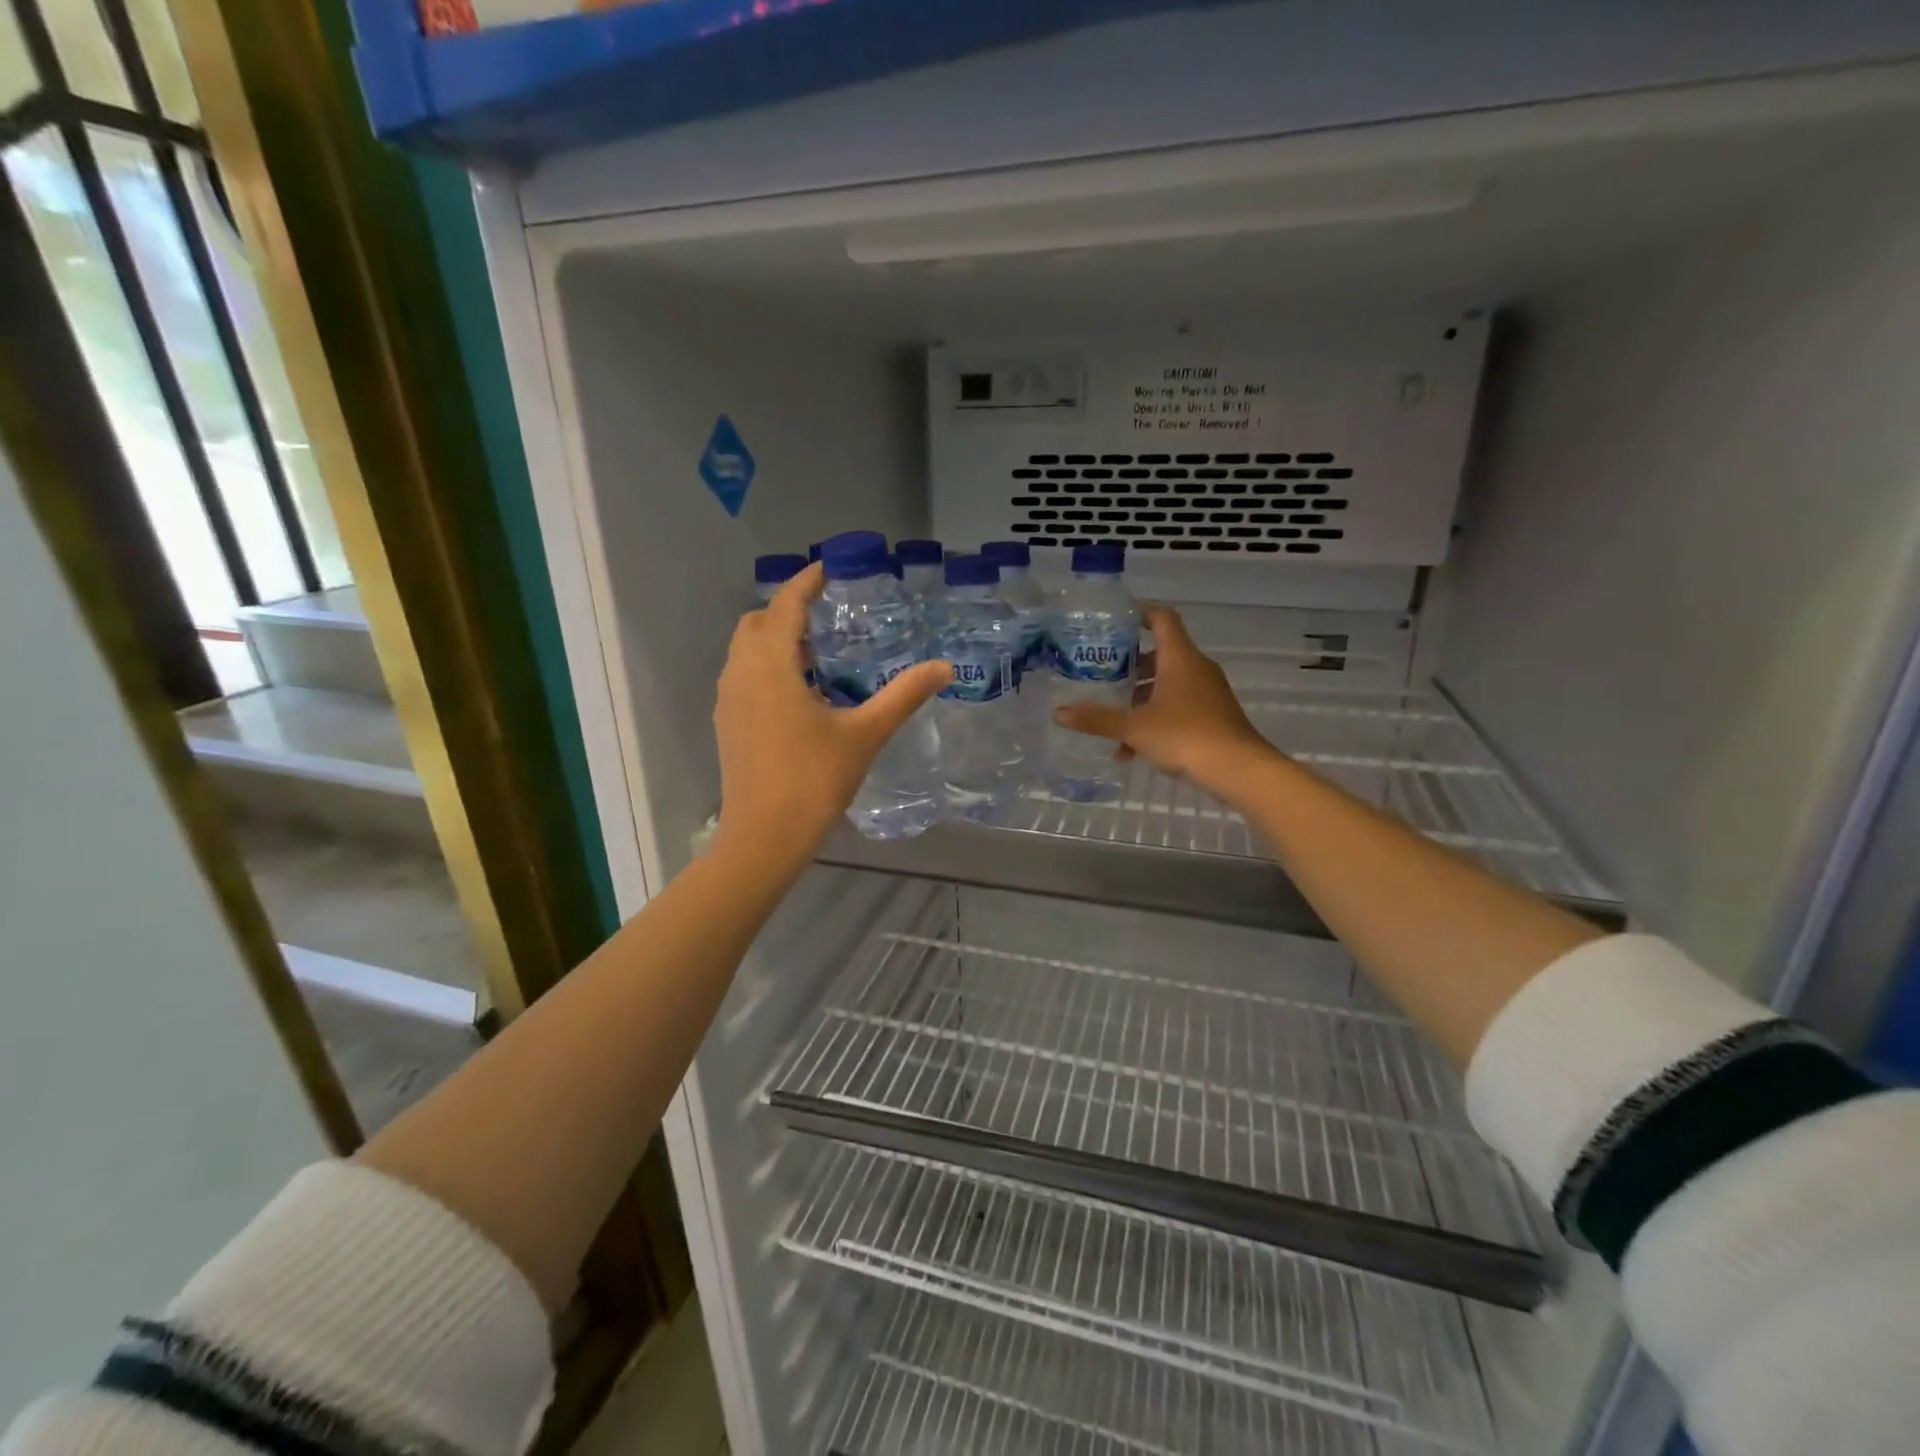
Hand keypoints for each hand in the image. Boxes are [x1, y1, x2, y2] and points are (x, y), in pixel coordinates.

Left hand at [713, 563, 950, 856]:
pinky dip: (765, 666)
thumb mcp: (865, 734)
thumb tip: (943, 668)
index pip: (785, 606)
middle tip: (826, 616)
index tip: (828, 569)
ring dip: (774, 640)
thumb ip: (903, 696)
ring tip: (815, 652)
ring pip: (745, 651)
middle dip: (786, 610)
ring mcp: (729, 700)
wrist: (765, 835)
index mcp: (772, 666)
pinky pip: (742, 676)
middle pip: (757, 623)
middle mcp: (741, 673)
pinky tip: (797, 693)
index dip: (806, 583)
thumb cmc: (814, 779)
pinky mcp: (727, 723)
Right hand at [1053, 606, 1273, 796]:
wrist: (1238, 769)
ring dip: (1140, 699)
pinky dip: (1156, 719)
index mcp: (1179, 658)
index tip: (1117, 620)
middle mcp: (1196, 668)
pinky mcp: (1214, 716)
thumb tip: (1059, 713)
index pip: (1162, 619)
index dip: (1141, 614)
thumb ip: (1097, 719)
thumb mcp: (1134, 728)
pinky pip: (1178, 707)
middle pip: (1161, 654)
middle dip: (1131, 666)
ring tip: (1113, 720)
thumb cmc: (1185, 735)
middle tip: (1104, 675)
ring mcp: (1208, 692)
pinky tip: (1132, 750)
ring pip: (1168, 685)